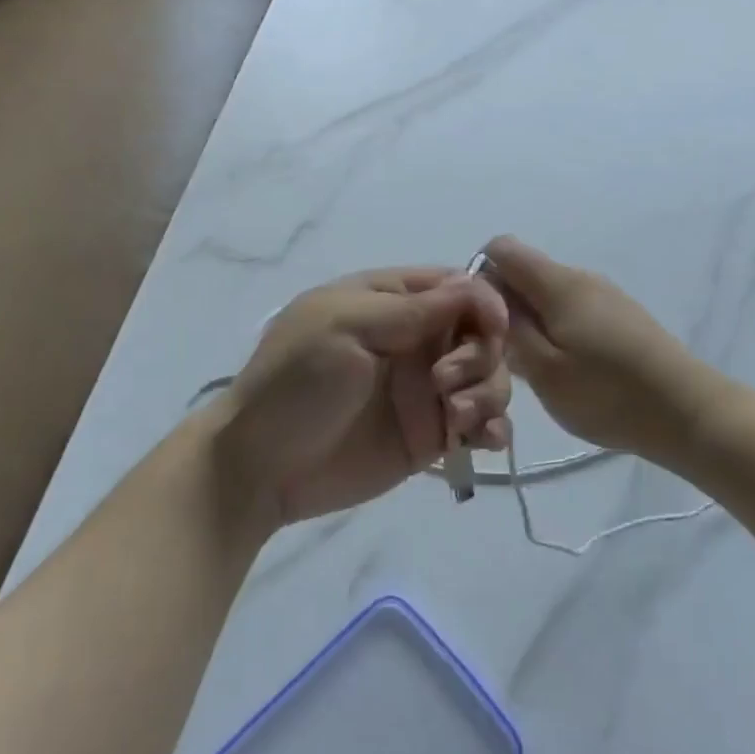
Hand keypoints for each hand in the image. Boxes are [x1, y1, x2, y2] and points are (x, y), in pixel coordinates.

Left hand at [216, 269, 511, 526]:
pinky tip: (482, 441)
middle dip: (481, 355)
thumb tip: (476, 287)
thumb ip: (413, 308)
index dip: (483, 302)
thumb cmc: (296, 383)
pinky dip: (493, 428)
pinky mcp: (431, 435)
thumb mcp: (345, 327)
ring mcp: (425, 389)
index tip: (491, 328)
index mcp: (390, 301)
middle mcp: (415, 340)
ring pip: (489, 377)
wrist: (261, 467)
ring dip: (489, 393)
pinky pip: (480, 424)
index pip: (457, 286)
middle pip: (481, 333)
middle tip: (445, 383)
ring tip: (457, 419)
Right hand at [482, 236, 718, 460]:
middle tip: (503, 357)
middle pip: (524, 273)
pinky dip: (556, 331)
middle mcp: (581, 277)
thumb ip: (509, 331)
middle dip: (503, 306)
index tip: (478, 321)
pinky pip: (571, 310)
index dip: (479, 276)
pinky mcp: (620, 316)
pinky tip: (567, 370)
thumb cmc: (609, 393)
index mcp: (558, 283)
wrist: (689, 412)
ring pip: (547, 295)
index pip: (502, 248)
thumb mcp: (544, 371)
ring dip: (530, 323)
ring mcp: (604, 295)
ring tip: (535, 370)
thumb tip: (487, 298)